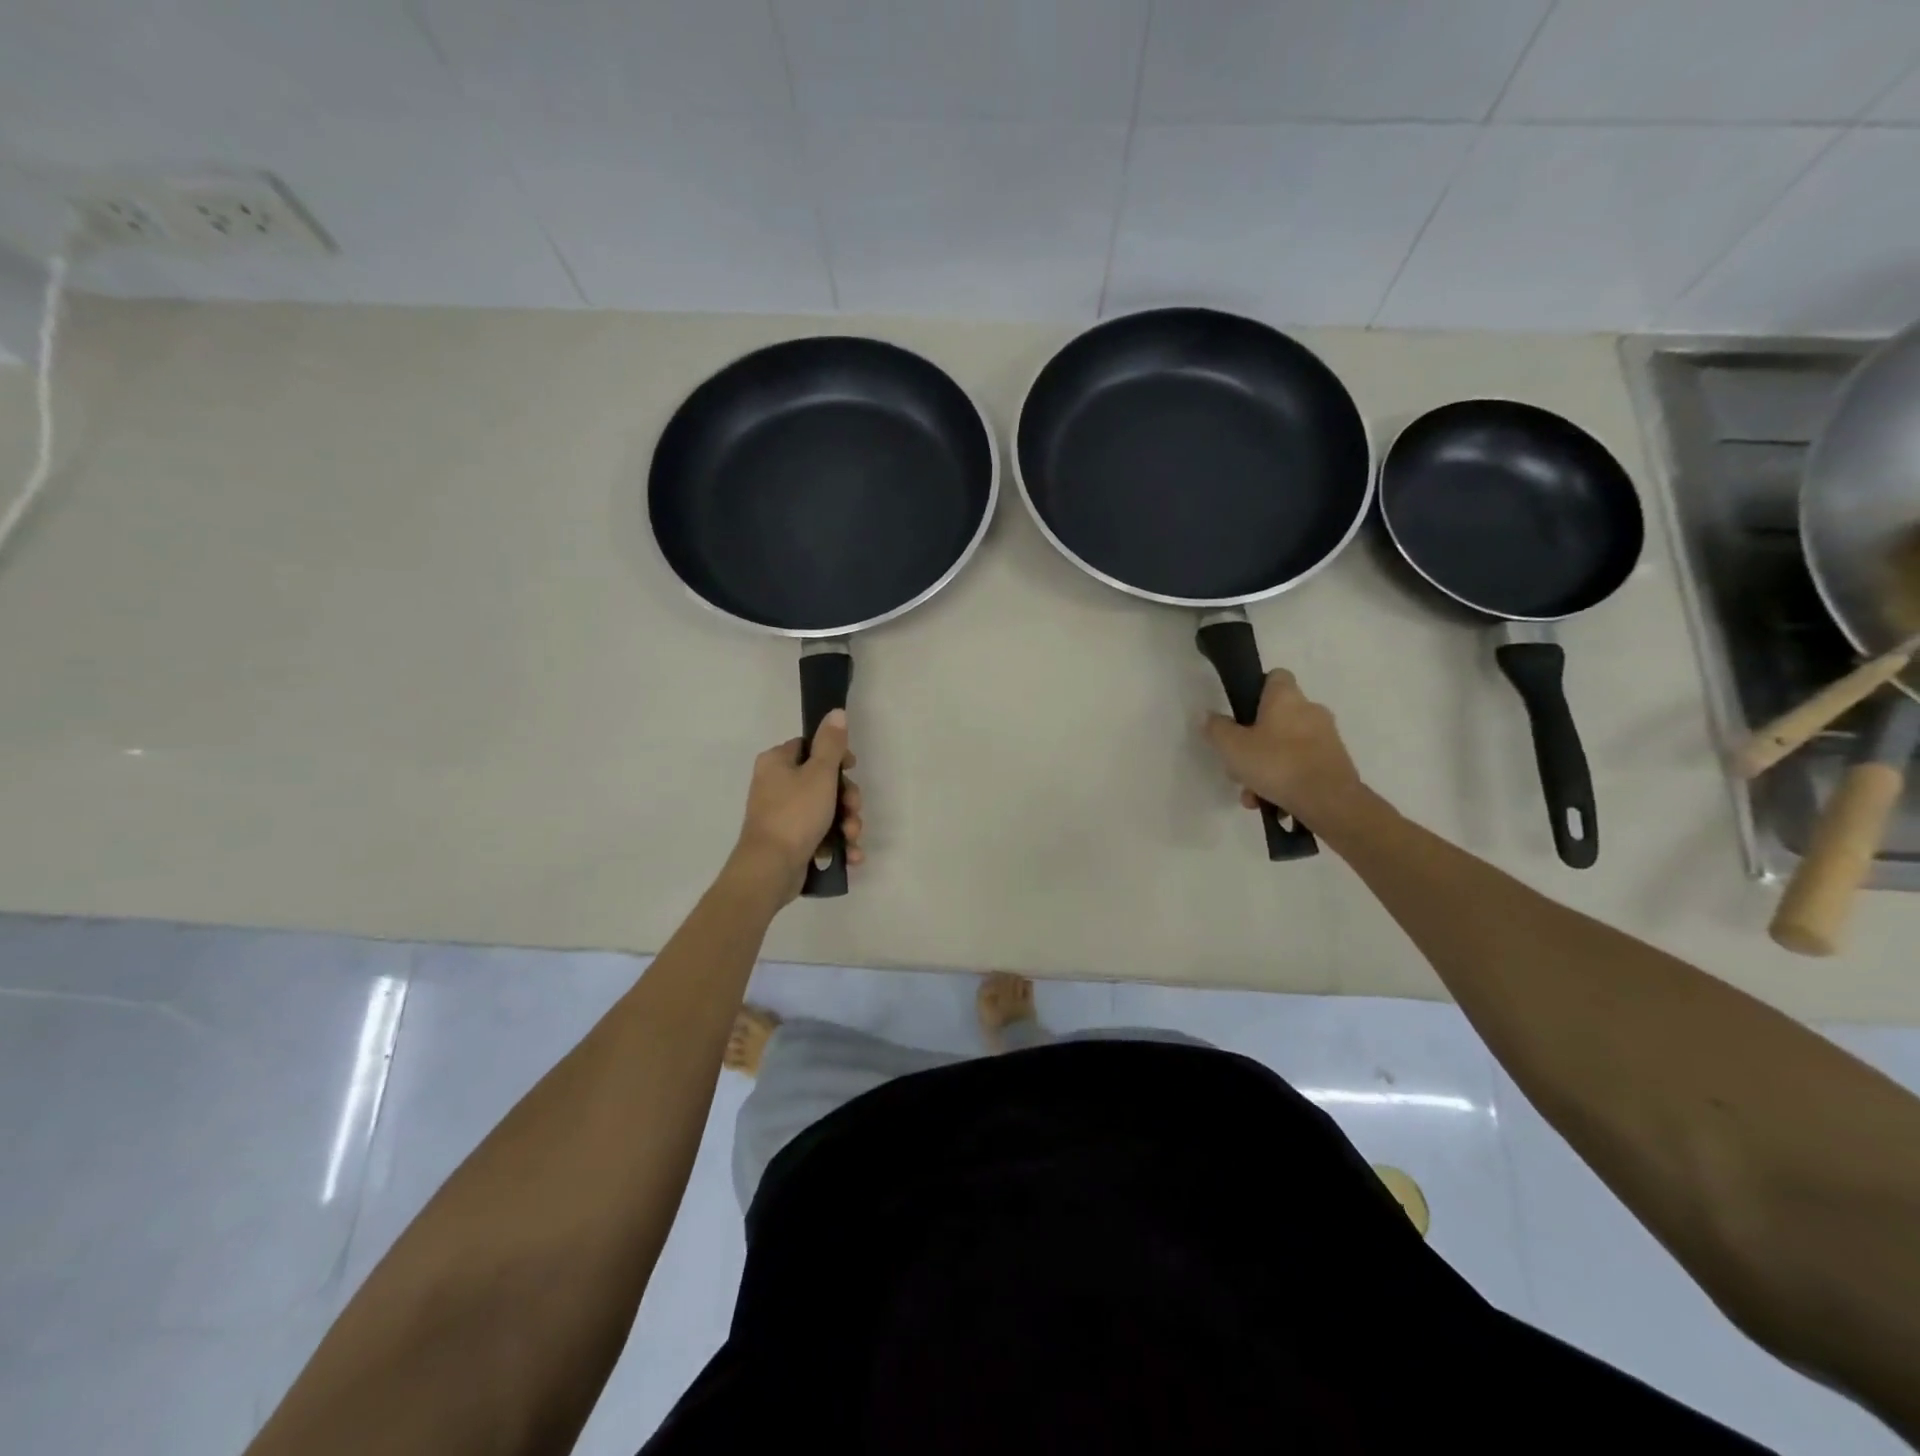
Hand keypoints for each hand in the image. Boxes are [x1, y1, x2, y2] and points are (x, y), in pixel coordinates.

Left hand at [730, 709, 863, 901]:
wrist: (771, 869)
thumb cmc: (795, 814)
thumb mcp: (820, 774)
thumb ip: (831, 743)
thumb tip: (836, 712)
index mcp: (777, 762)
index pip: (810, 747)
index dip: (835, 757)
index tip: (851, 768)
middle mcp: (776, 785)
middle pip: (823, 781)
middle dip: (847, 799)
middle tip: (853, 810)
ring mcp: (782, 815)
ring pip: (826, 810)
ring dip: (847, 823)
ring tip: (852, 838)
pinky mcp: (790, 841)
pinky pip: (820, 834)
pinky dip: (837, 843)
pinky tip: (851, 855)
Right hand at [1203, 669, 1365, 827]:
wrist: (1329, 801)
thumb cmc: (1277, 764)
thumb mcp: (1232, 747)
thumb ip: (1216, 729)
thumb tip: (1206, 715)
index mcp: (1286, 697)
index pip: (1275, 676)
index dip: (1256, 690)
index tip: (1241, 712)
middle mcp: (1311, 710)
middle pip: (1276, 718)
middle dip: (1254, 743)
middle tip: (1238, 765)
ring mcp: (1327, 737)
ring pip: (1286, 747)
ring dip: (1267, 768)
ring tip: (1253, 796)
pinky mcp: (1336, 763)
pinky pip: (1302, 766)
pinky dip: (1286, 781)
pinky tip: (1274, 804)